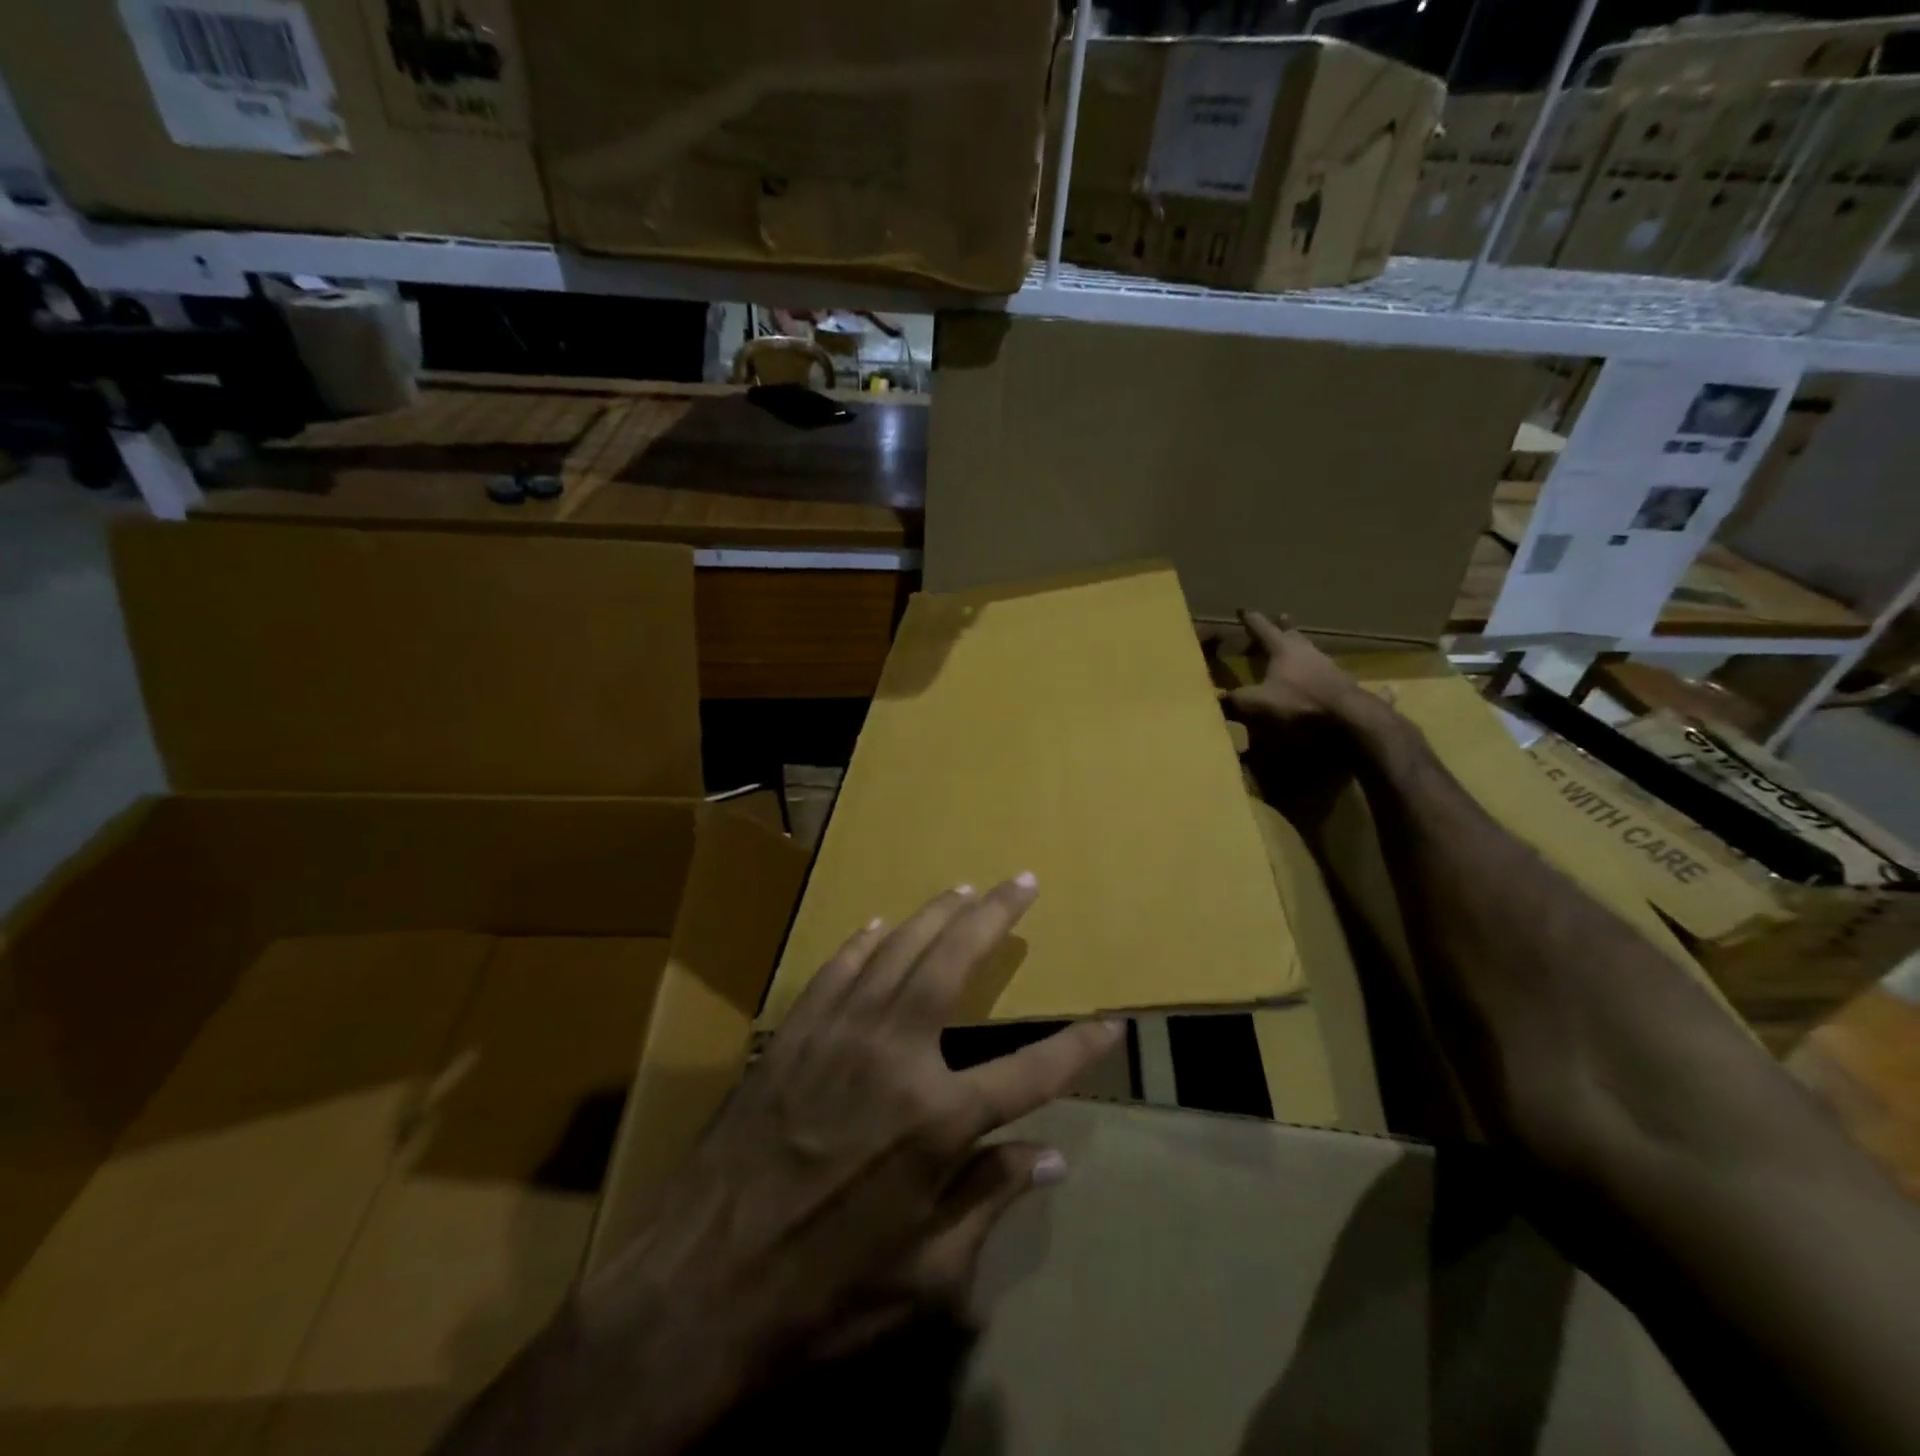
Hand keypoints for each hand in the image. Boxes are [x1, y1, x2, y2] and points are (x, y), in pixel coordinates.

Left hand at [550, 877, 1122, 1453]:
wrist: (699, 1287)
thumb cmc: (823, 1295)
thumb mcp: (926, 1278)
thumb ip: (990, 1204)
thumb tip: (1049, 1160)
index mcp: (938, 1121)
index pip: (1031, 1072)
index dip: (1078, 1048)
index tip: (1111, 1023)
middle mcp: (894, 1057)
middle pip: (955, 965)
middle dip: (995, 917)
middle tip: (1021, 881)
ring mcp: (838, 1036)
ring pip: (897, 952)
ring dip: (934, 915)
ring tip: (963, 889)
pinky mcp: (791, 1035)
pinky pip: (835, 972)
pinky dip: (862, 945)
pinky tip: (876, 926)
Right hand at [1221, 610, 1381, 829]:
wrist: (1349, 722)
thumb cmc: (1298, 706)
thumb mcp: (1256, 705)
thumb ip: (1232, 702)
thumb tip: (1212, 699)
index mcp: (1284, 651)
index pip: (1263, 630)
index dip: (1251, 620)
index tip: (1243, 610)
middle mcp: (1311, 654)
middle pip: (1295, 636)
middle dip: (1285, 628)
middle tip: (1283, 617)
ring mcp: (1335, 670)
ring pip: (1319, 656)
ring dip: (1310, 652)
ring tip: (1306, 650)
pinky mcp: (1354, 691)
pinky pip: (1360, 687)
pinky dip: (1371, 688)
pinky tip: (1393, 689)